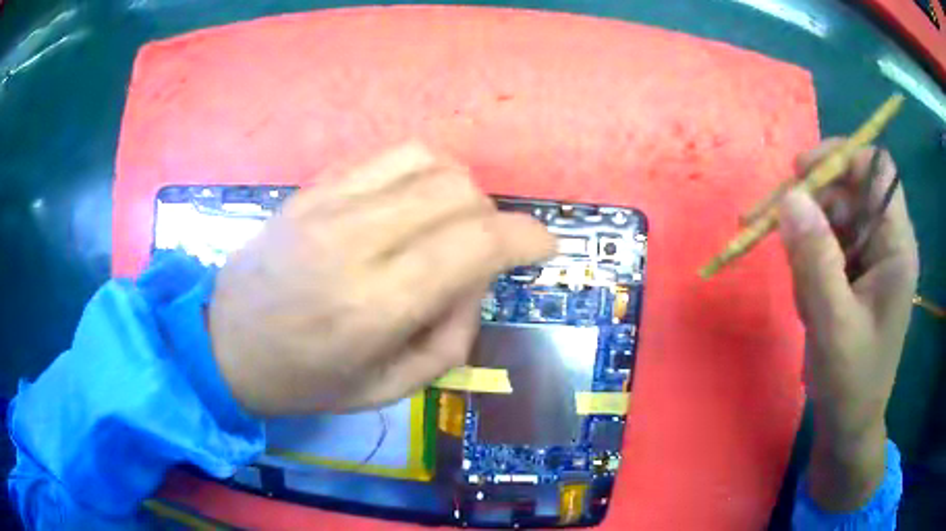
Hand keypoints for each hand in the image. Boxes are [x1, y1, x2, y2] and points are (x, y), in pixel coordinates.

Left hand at [208, 143, 554, 415]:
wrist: (223, 342)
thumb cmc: (302, 380)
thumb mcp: (386, 390)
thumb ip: (449, 340)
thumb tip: (476, 282)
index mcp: (375, 306)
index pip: (475, 245)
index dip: (525, 237)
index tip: (544, 245)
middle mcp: (355, 242)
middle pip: (457, 192)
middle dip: (493, 217)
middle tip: (484, 250)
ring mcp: (328, 205)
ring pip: (427, 161)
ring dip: (459, 188)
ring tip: (450, 222)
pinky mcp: (312, 189)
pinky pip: (386, 156)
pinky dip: (420, 170)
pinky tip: (412, 201)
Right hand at [778, 139, 917, 510]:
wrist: (848, 424)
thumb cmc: (850, 382)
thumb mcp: (832, 325)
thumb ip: (815, 259)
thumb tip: (790, 197)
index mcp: (896, 247)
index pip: (875, 169)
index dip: (841, 157)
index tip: (800, 174)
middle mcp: (886, 241)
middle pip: (849, 188)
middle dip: (813, 200)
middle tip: (774, 222)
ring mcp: (870, 257)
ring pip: (834, 215)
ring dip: (808, 237)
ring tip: (800, 287)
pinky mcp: (854, 272)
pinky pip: (827, 243)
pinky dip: (809, 259)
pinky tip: (806, 296)